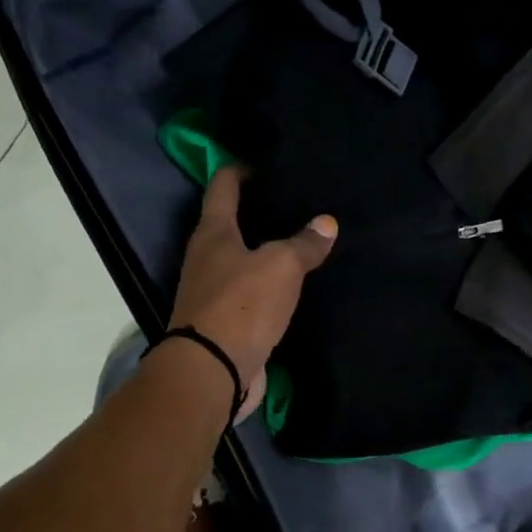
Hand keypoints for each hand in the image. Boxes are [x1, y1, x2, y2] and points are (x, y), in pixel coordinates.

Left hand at [170, 167, 336, 415]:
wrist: (213, 371)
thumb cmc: (241, 305)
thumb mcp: (281, 266)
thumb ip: (304, 244)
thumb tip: (326, 223)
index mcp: (212, 233)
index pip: (223, 186)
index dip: (240, 168)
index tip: (263, 161)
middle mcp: (206, 258)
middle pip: (229, 223)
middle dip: (256, 211)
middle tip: (293, 201)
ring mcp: (212, 293)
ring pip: (240, 261)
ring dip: (263, 251)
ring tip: (298, 241)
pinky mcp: (224, 323)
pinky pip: (249, 294)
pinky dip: (267, 286)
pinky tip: (291, 286)